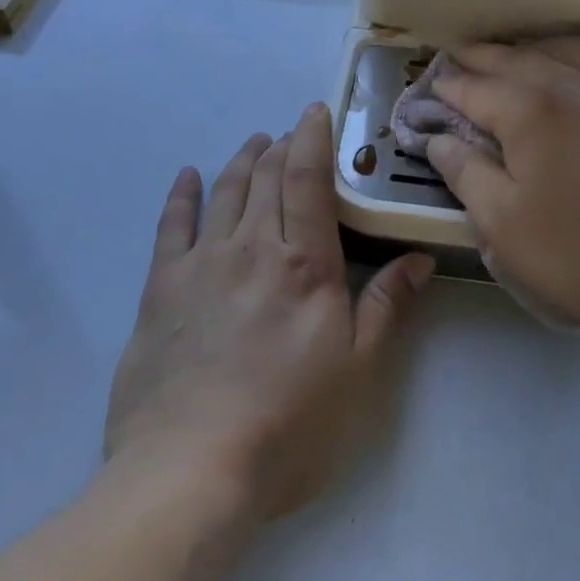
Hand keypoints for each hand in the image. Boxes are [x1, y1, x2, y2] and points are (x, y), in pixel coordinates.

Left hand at [104, 104, 433, 520]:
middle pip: (267, 178)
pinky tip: (188, 177)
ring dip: (242, 161)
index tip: (315, 111)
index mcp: (304, 264)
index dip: (313, 138)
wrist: (190, 470)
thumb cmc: (289, 426)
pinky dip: (181, 195)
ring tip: (254, 144)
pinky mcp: (161, 288)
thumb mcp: (358, 373)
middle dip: (281, 146)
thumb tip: (418, 259)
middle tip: (291, 132)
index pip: (308, 179)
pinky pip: (172, 225)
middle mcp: (252, 248)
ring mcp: (202, 264)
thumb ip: (386, 307)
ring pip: (224, 192)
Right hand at [424, 39, 579, 348]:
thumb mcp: (504, 224)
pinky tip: (571, 71)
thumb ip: (465, 173)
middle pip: (517, 59)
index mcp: (532, 110)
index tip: (430, 88)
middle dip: (481, 57)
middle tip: (457, 58)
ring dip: (529, 49)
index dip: (448, 89)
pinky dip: (572, 56)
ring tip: (511, 56)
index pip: (476, 89)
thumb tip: (438, 141)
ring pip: (564, 50)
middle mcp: (574, 85)